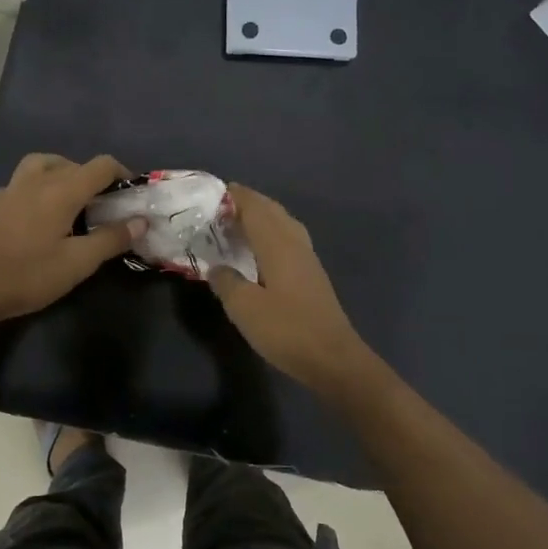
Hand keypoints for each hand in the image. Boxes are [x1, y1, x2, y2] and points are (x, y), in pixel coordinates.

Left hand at [0, 153, 142, 324]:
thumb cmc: (27, 274)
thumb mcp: (78, 263)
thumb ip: (111, 239)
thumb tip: (140, 221)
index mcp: (62, 189)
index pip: (101, 165)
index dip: (122, 174)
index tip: (132, 195)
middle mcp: (37, 180)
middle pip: (73, 163)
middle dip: (95, 179)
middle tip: (106, 207)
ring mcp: (11, 189)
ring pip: (44, 165)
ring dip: (63, 174)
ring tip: (72, 200)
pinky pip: (23, 183)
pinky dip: (39, 188)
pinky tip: (40, 213)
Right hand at [210, 184, 376, 398]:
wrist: (332, 358)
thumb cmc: (286, 329)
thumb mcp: (244, 308)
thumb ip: (226, 282)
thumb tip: (216, 267)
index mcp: (278, 245)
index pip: (256, 209)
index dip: (237, 197)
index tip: (216, 190)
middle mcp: (295, 244)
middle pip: (272, 211)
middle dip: (250, 202)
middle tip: (223, 205)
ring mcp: (308, 259)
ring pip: (284, 224)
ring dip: (263, 217)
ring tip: (239, 222)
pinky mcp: (312, 275)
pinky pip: (289, 239)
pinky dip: (272, 233)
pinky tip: (262, 249)